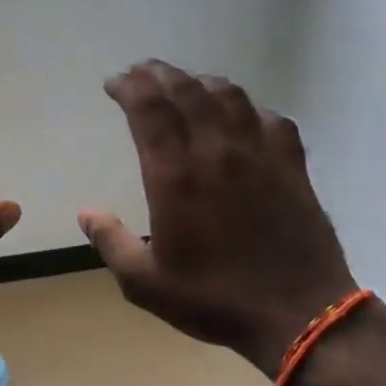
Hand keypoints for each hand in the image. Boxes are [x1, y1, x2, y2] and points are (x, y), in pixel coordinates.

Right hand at [80, 60, 357, 378]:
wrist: (299, 314)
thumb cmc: (214, 299)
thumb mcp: (145, 283)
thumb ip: (110, 242)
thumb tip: (86, 212)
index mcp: (176, 175)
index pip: (149, 109)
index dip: (130, 87)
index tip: (115, 82)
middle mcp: (216, 151)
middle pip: (186, 91)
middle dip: (158, 74)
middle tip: (141, 72)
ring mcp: (259, 154)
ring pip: (229, 95)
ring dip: (200, 82)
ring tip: (185, 84)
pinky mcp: (291, 165)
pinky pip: (270, 118)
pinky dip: (248, 107)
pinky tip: (241, 115)